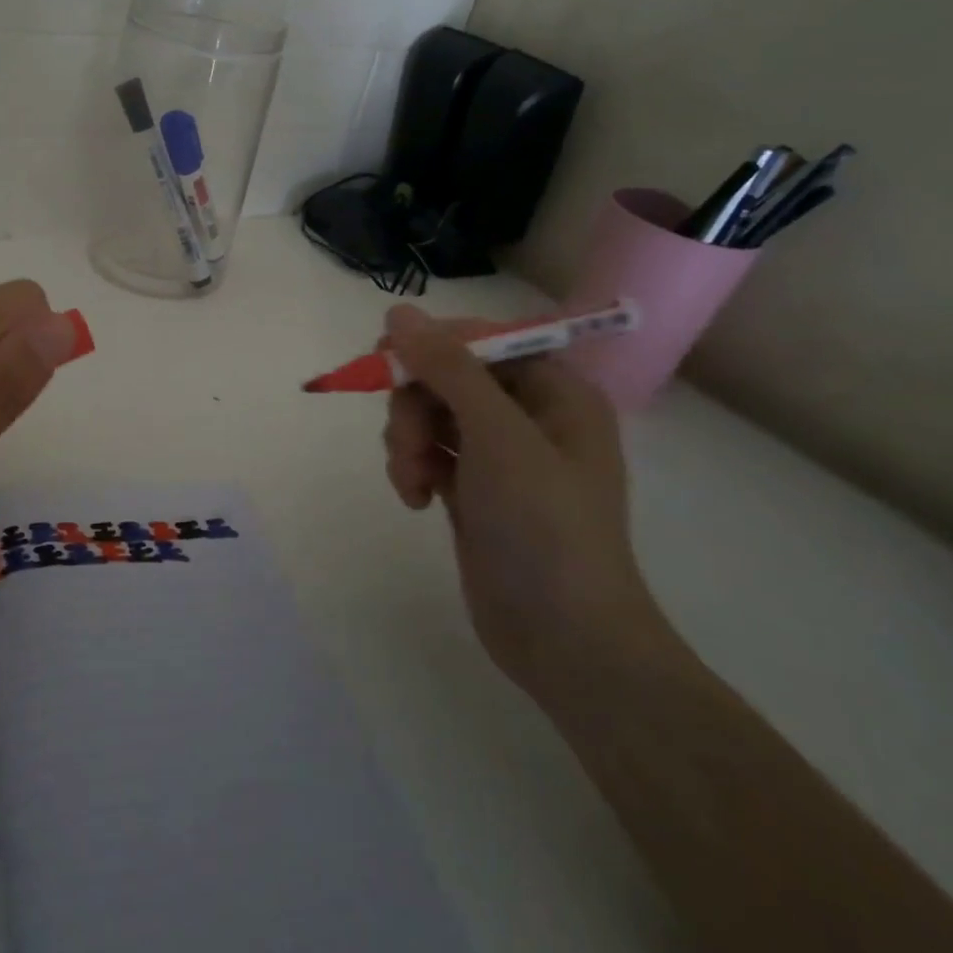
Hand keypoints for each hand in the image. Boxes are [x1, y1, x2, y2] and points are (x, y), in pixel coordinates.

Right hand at [380, 305, 665, 696]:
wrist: (565, 639)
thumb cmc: (544, 525)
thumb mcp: (496, 436)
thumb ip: (447, 368)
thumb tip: (398, 313)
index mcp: (555, 392)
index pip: (482, 339)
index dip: (433, 345)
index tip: (387, 361)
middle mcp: (529, 416)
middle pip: (447, 377)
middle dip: (415, 406)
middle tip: (407, 442)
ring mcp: (500, 456)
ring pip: (430, 415)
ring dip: (407, 440)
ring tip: (411, 480)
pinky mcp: (474, 490)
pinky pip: (428, 452)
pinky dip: (413, 468)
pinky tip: (415, 499)